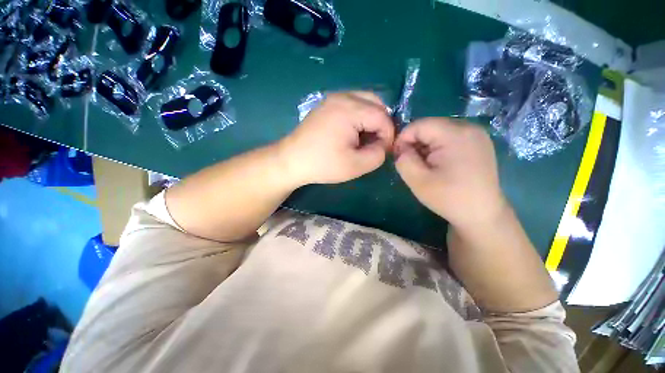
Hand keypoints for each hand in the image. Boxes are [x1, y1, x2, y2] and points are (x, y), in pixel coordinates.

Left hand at [279, 91, 394, 184]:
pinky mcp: (327, 104)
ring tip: (366, 138)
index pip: (382, 117)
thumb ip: (378, 154)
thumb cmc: (323, 164)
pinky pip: (353, 103)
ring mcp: (333, 98)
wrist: (291, 160)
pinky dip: (360, 116)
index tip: (384, 151)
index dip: (389, 135)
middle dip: (382, 123)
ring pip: (365, 100)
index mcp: (350, 109)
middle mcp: (342, 96)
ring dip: (372, 118)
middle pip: (376, 102)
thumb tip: (384, 144)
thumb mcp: (356, 165)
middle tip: (377, 142)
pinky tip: (354, 132)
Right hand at [394, 118, 506, 229]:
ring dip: (425, 146)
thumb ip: (403, 160)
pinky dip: (438, 148)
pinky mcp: (478, 142)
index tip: (399, 157)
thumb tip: (401, 148)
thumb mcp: (418, 181)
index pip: (418, 125)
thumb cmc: (449, 198)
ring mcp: (476, 134)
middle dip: (415, 143)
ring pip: (438, 131)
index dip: (403, 139)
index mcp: (455, 134)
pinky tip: (439, 164)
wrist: (482, 214)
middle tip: (413, 164)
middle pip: (429, 126)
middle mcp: (469, 127)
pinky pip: (449, 137)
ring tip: (426, 166)